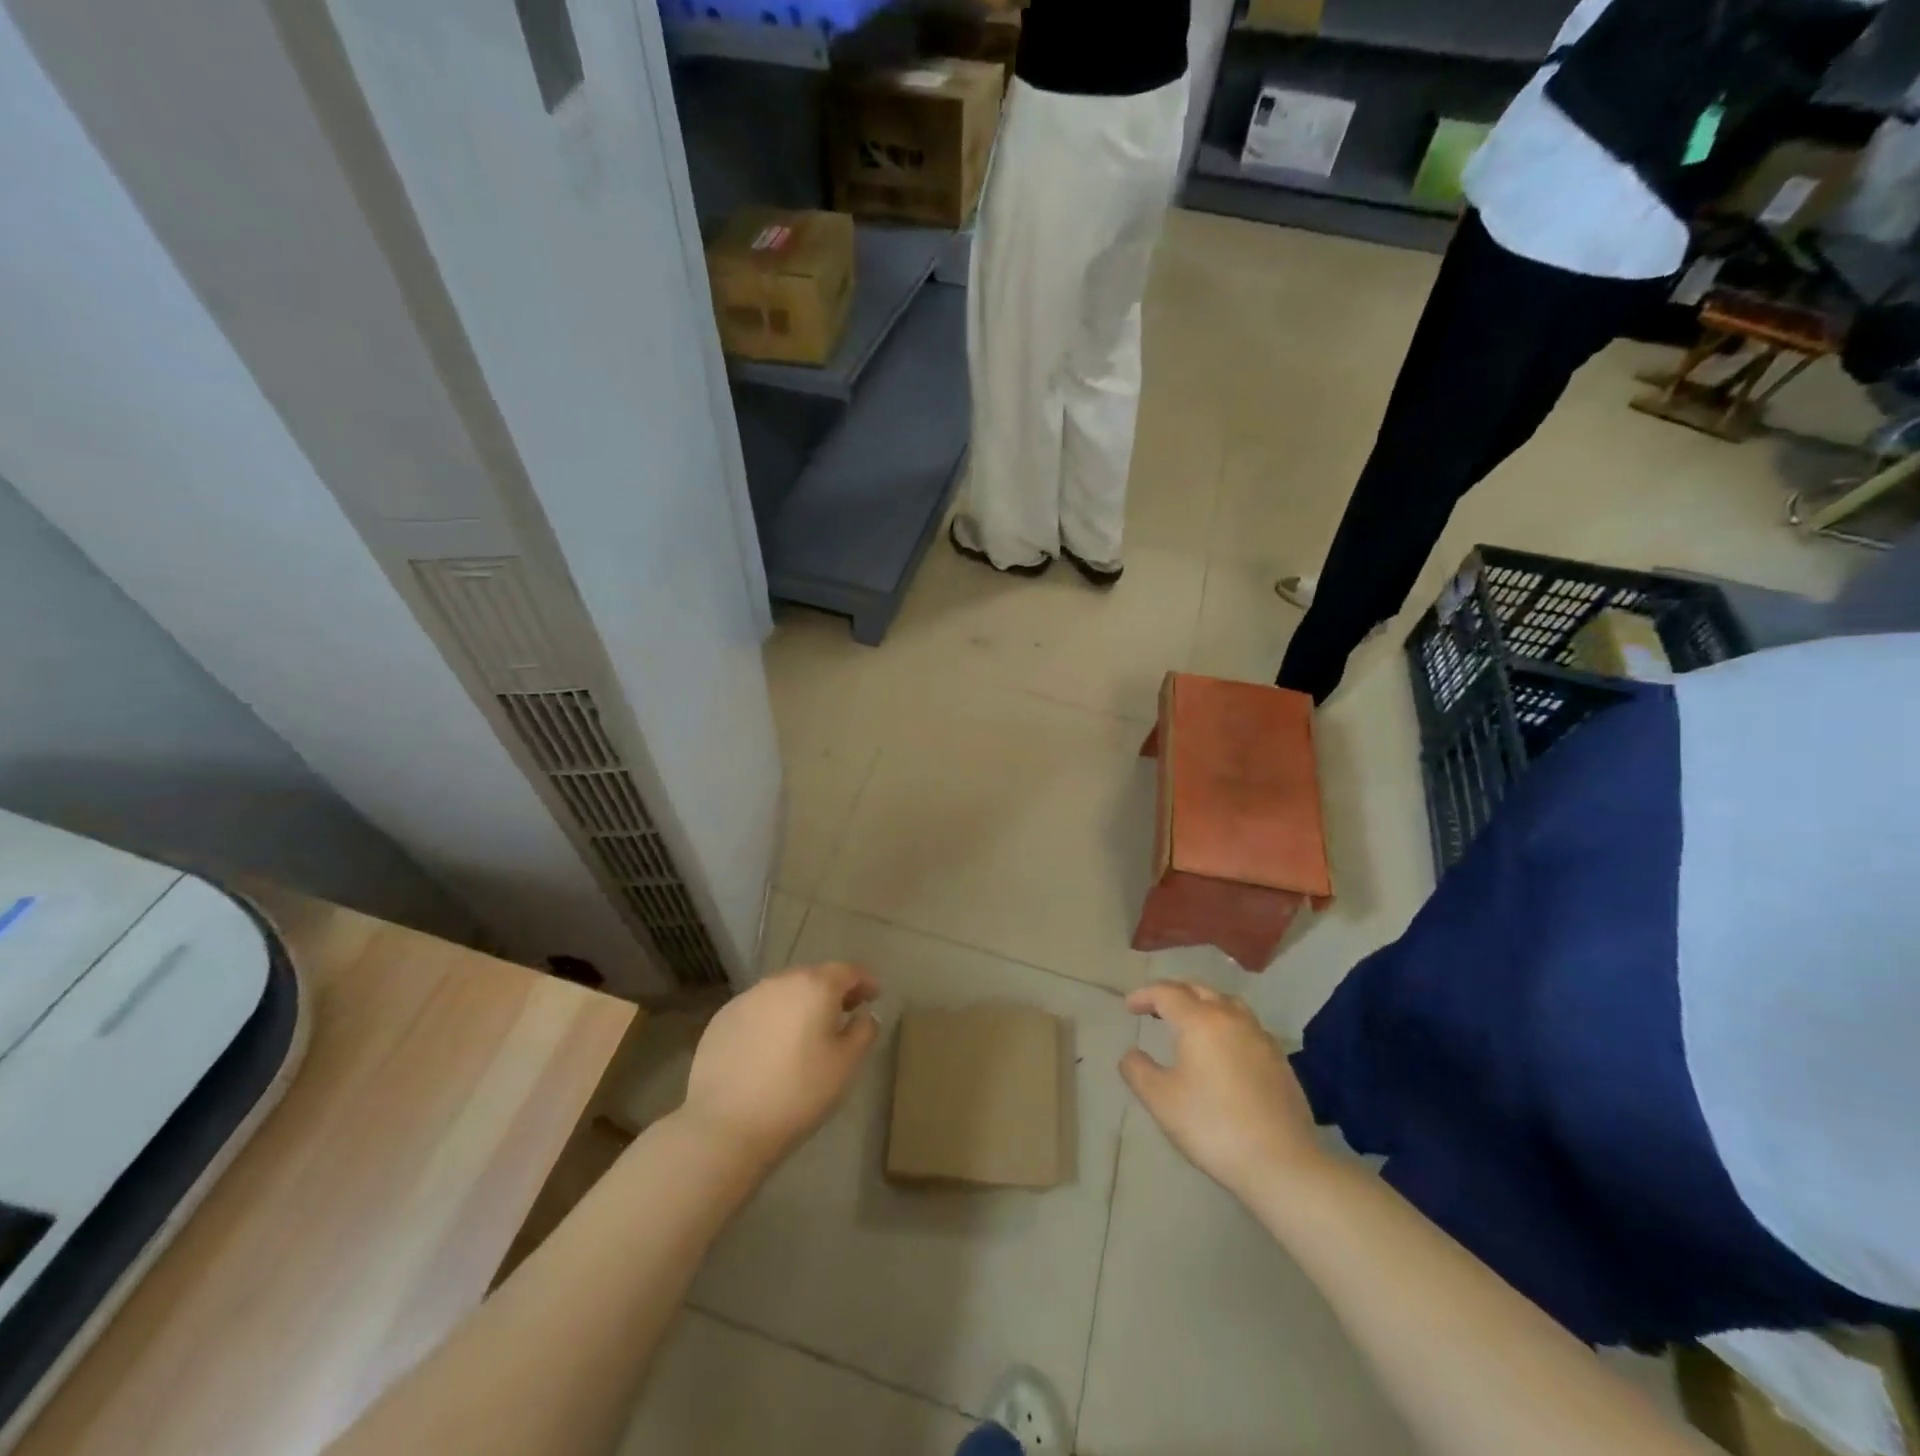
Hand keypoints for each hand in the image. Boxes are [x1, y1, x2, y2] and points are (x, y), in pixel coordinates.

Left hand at [680, 962, 880, 1172]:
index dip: (864, 982)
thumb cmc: (798, 1093)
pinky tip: (771, 1047)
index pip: (847, 971)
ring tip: (806, 1031)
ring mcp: (746, 998)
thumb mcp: (846, 1065)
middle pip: (813, 977)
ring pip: (782, 992)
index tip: (874, 996)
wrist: (725, 1126)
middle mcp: (780, 982)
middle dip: (831, 991)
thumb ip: (863, 1031)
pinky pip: (757, 1010)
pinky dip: (771, 1019)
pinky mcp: (721, 1020)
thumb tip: (864, 1015)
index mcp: (815, 986)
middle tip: (843, 1013)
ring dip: (799, 1004)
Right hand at [1120, 981, 1325, 1199]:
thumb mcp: (1161, 1101)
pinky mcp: (1280, 1060)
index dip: (1145, 995)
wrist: (1281, 1163)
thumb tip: (1131, 1054)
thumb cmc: (1213, 1126)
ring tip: (1191, 1022)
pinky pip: (1247, 1027)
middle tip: (1156, 1008)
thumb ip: (1138, 1071)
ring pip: (1228, 1004)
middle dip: (1174, 994)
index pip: (1167, 993)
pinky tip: (1224, 1050)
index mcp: (1200, 1021)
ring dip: (1204, 1004)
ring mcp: (1260, 1038)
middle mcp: (1232, 1018)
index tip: (1130, 1006)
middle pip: (1199, 990)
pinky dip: (1227, 1025)